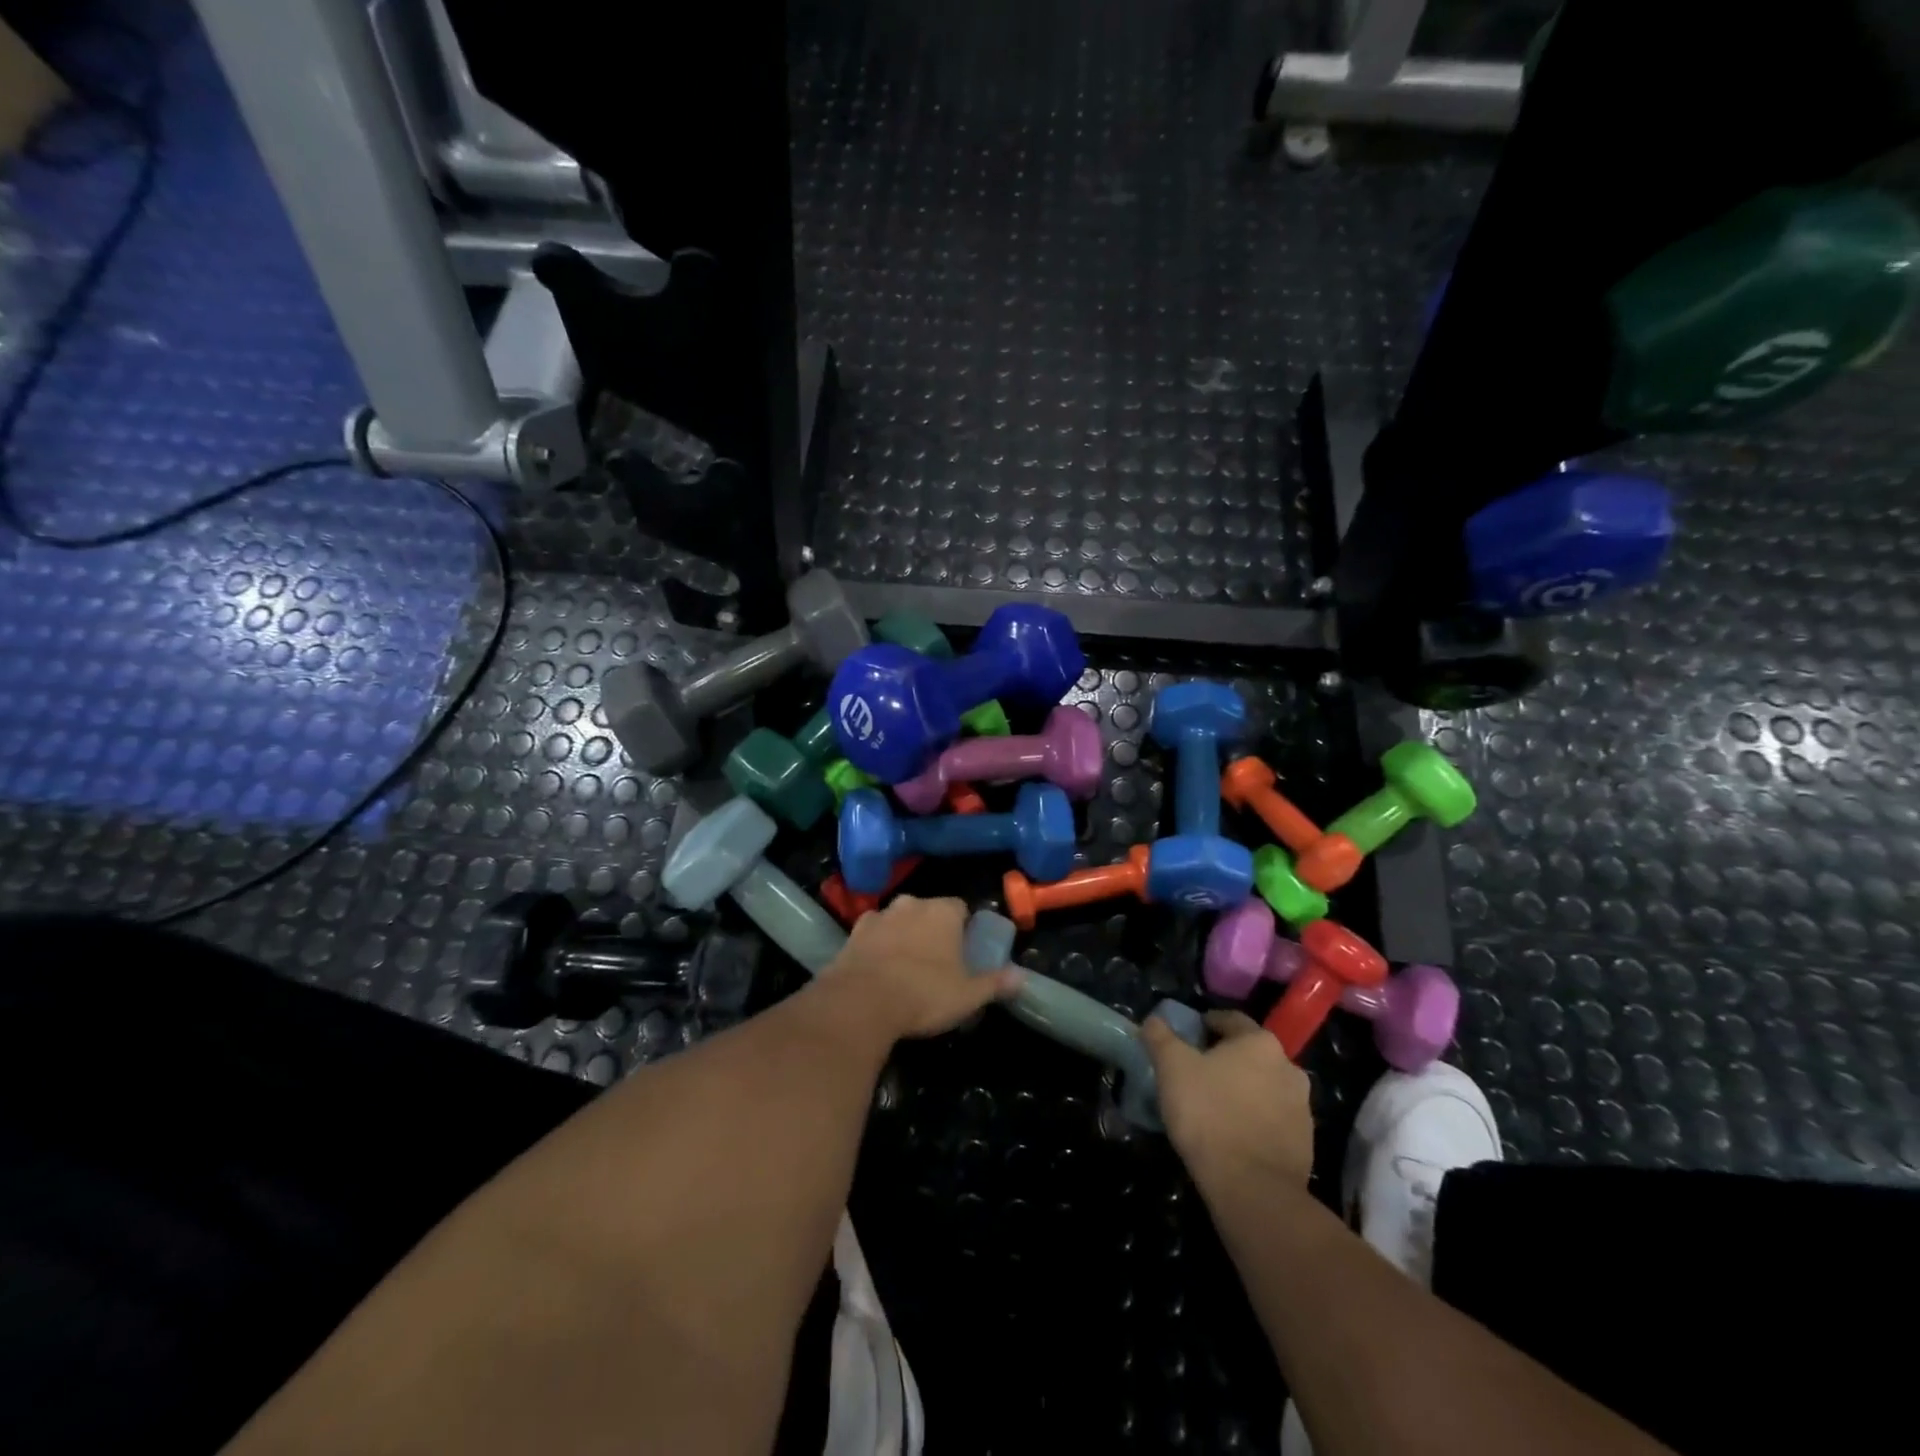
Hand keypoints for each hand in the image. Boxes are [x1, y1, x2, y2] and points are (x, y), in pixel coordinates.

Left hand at [825, 895, 1023, 1040]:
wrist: (860, 1002)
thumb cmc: (924, 993)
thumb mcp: (968, 995)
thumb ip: (995, 983)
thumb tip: (1021, 977)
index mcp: (943, 912)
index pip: (961, 908)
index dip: (964, 927)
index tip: (965, 950)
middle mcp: (911, 904)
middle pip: (928, 910)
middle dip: (932, 929)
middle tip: (937, 960)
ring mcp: (878, 916)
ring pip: (898, 920)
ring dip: (903, 934)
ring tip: (906, 966)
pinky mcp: (852, 933)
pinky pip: (872, 934)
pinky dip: (877, 945)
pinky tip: (878, 969)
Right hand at [1141, 1011, 1313, 1187]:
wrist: (1252, 1188)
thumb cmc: (1209, 1114)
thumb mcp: (1172, 1068)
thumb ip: (1161, 1038)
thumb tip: (1153, 1020)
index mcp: (1260, 1043)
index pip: (1231, 1020)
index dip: (1207, 1025)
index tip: (1189, 1037)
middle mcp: (1289, 1068)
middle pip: (1251, 1054)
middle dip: (1227, 1060)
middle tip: (1198, 1073)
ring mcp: (1302, 1108)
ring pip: (1265, 1087)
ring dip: (1245, 1090)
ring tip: (1216, 1106)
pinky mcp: (1306, 1143)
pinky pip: (1275, 1120)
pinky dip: (1256, 1120)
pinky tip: (1234, 1134)